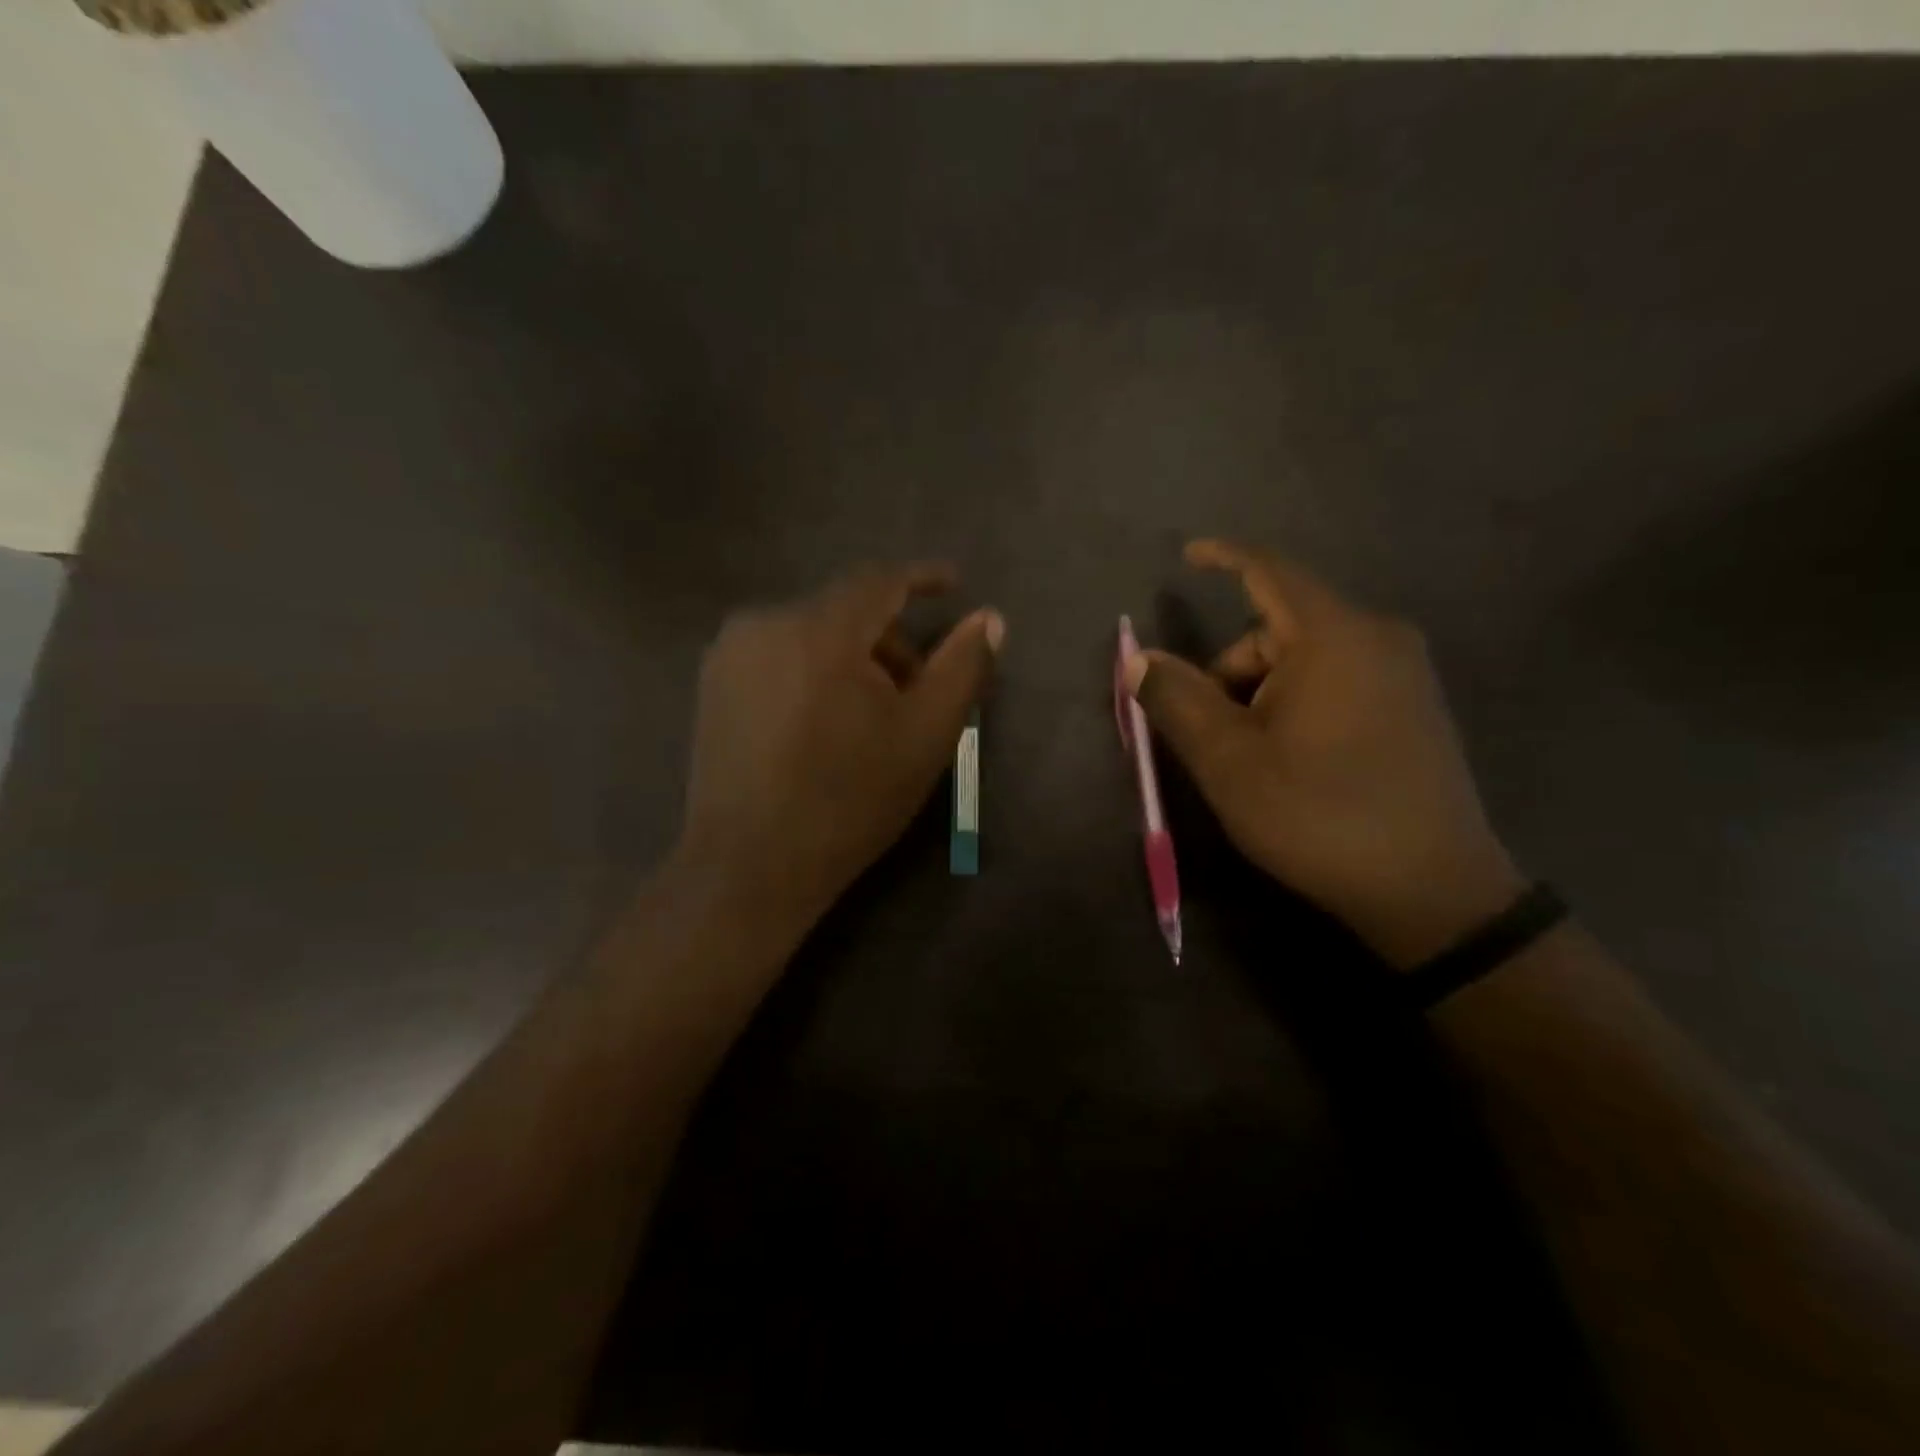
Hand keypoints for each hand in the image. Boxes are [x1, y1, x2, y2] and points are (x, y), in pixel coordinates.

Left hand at [677, 563, 1003, 941]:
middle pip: (845, 610)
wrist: (751, 867)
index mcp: (819, 630)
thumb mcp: (925, 735)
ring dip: (851, 658)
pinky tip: (823, 723)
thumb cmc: (849, 801)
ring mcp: (729, 654)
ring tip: (870, 716)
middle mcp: (764, 623)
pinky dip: (813, 671)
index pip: (880, 580)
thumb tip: (989, 618)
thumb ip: (962, 667)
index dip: (922, 578)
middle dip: (889, 641)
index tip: (954, 585)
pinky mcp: (711, 684)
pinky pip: (778, 655)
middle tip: (917, 691)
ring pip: (810, 633)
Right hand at [1125, 539, 1524, 966]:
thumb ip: (1177, 700)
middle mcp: (1377, 638)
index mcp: (1334, 637)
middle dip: (1231, 671)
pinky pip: (1337, 680)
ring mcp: (1403, 673)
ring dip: (1262, 694)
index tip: (1187, 554)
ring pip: (1305, 659)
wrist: (1431, 891)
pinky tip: (1291, 759)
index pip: (1269, 572)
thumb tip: (1138, 659)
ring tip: (1253, 759)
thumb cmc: (1317, 815)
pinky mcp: (1414, 707)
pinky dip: (1296, 703)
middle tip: (1211, 734)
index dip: (1224, 557)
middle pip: (1278, 628)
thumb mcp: (1229, 760)